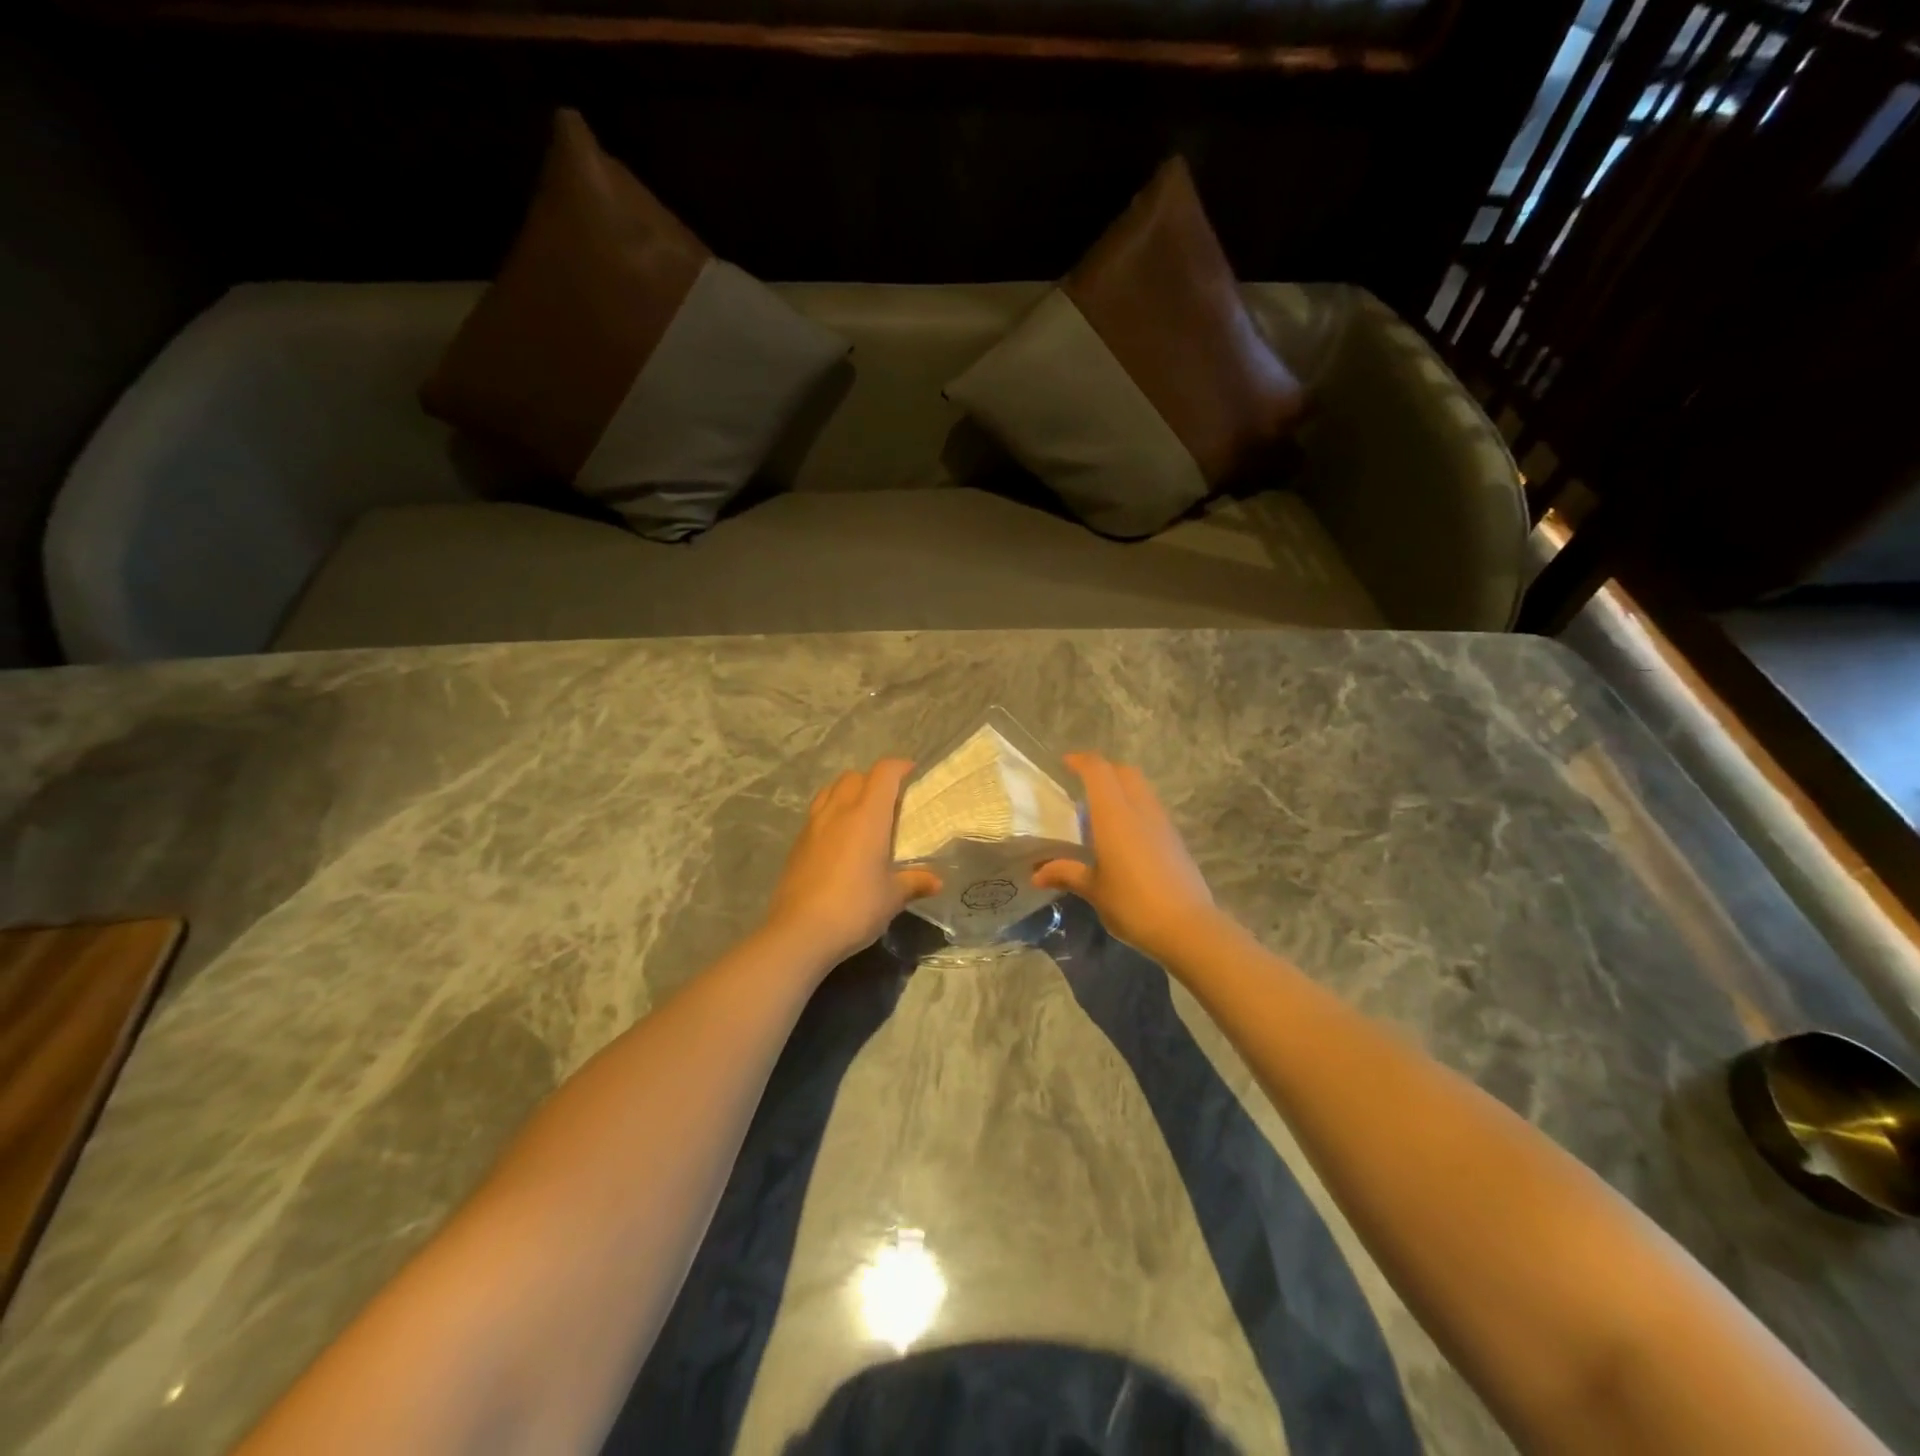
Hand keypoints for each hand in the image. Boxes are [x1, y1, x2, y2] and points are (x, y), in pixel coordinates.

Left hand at [763, 759, 940, 965]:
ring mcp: (813, 825)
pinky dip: (831, 813)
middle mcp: (838, 811)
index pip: (883, 773)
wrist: (800, 932)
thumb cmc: (855, 907)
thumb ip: (914, 882)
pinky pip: (817, 813)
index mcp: (867, 815)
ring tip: (862, 815)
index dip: (899, 767)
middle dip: (873, 780)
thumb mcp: (892, 897)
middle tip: (889, 801)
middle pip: (854, 776)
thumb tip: (936, 881)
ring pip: (830, 791)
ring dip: (848, 792)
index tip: (911, 773)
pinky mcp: (797, 844)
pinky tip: (839, 840)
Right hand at [1033, 753, 1222, 962]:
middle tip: (1083, 785)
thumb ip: (1067, 874)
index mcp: (1114, 815)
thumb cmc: (1132, 904)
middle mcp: (1140, 810)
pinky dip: (1135, 807)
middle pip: (1124, 772)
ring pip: (1141, 789)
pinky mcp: (1175, 839)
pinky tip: (1123, 835)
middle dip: (1104, 770)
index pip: (1098, 771)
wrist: (1187, 927)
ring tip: (1101, 811)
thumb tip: (1037, 874)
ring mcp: (1162, 823)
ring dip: (1121, 788)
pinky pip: (1151, 809)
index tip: (1065, 763)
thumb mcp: (1094, 890)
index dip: (1081, 761)